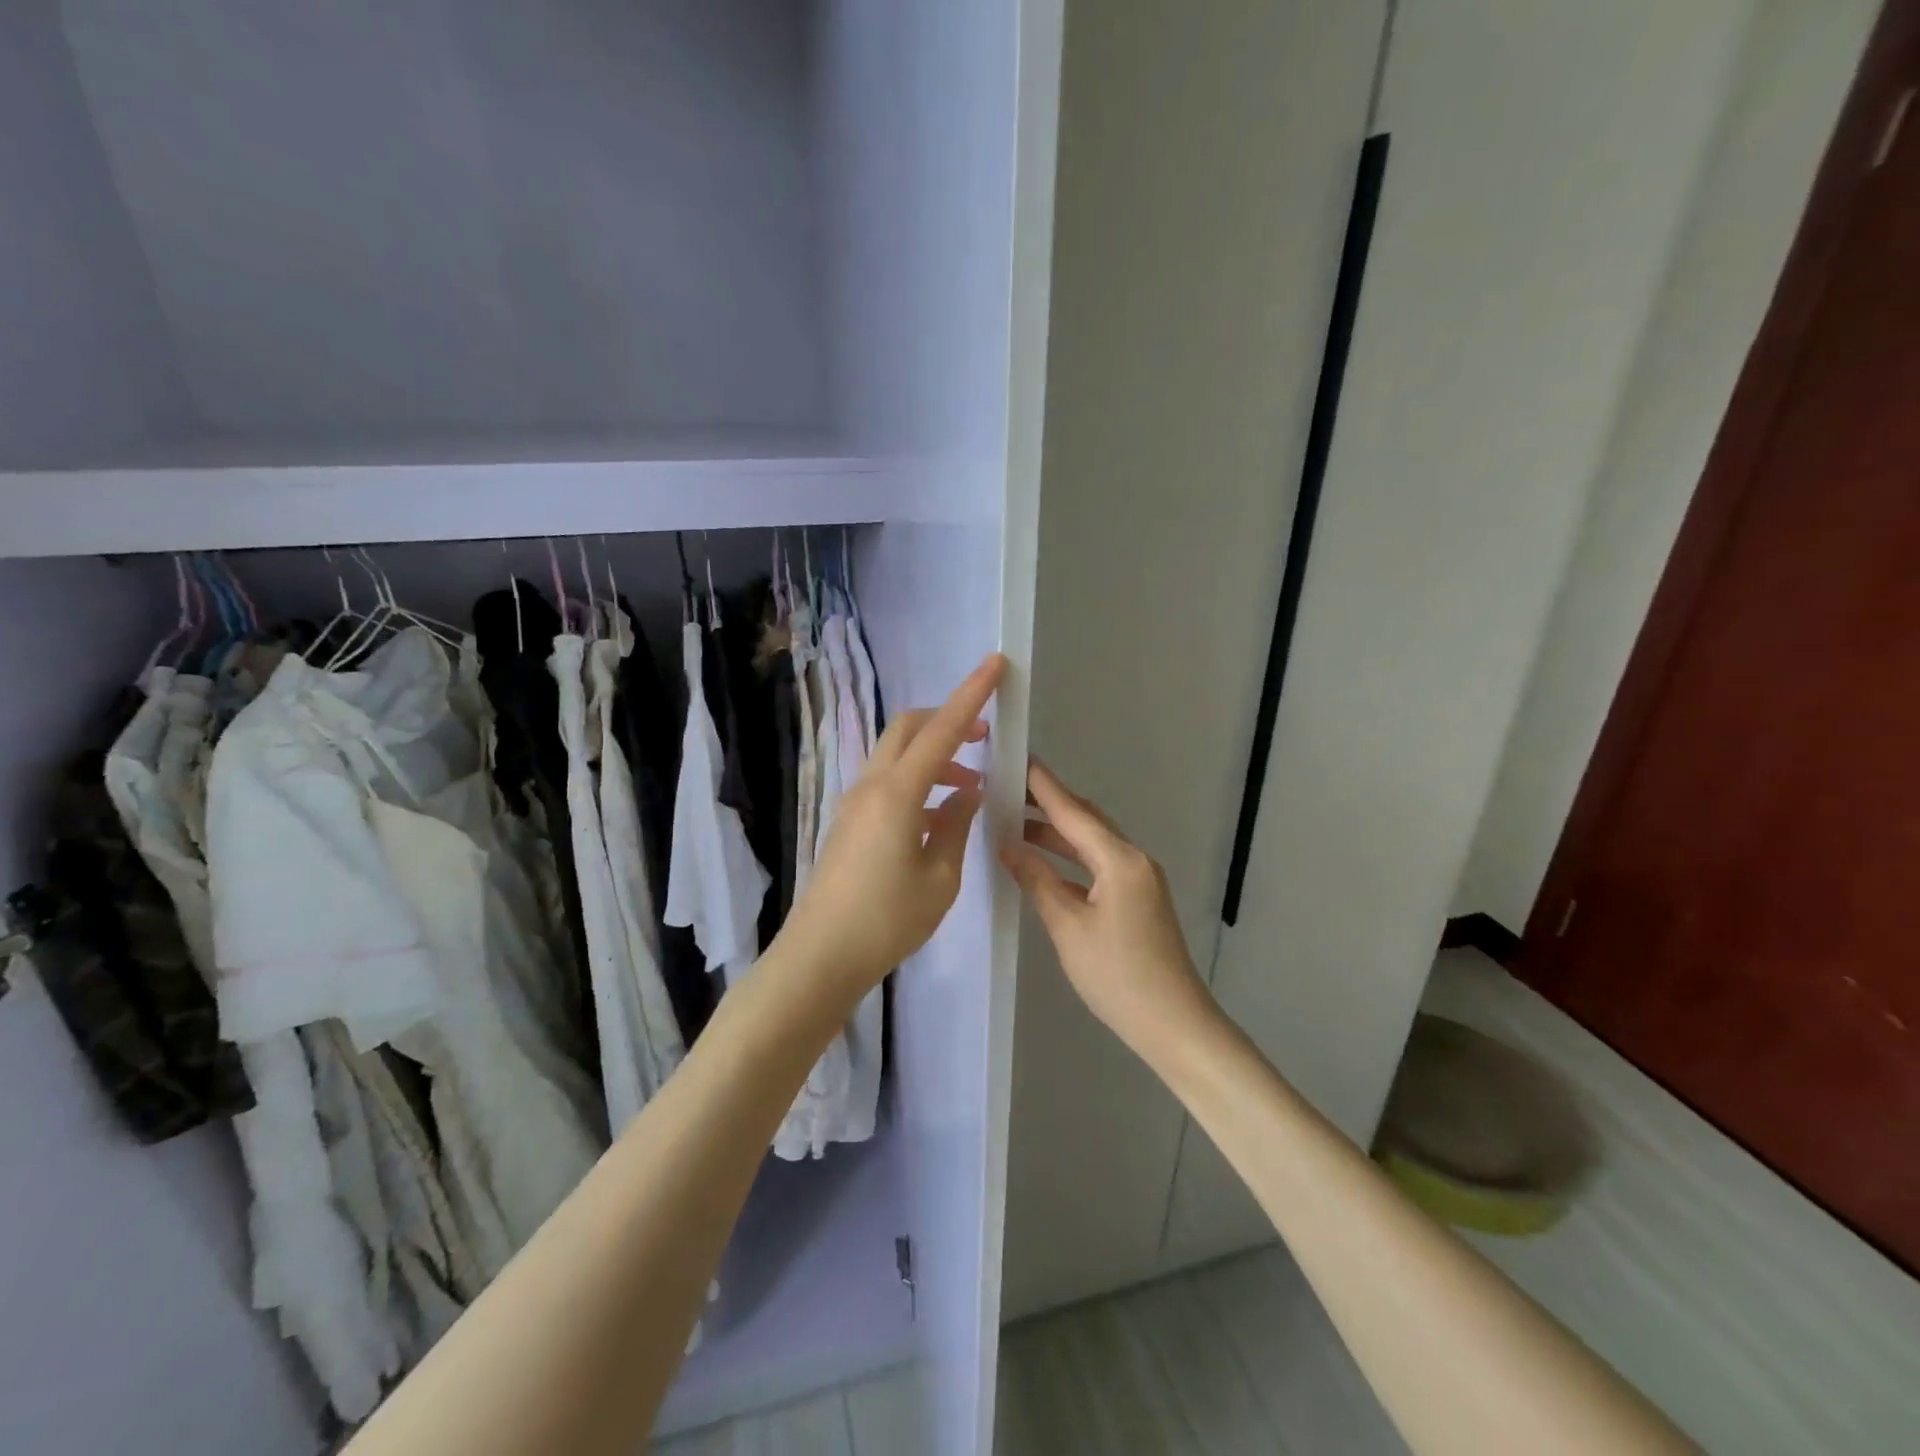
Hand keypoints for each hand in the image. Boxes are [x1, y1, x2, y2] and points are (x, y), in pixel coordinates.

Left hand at [778, 654, 1006, 1002]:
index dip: (972, 695)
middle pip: (909, 727)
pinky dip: (918, 778)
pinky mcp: (849, 819)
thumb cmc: (887, 920)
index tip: (996, 664)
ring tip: (970, 786)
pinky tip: (939, 813)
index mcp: (898, 793)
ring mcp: (855, 801)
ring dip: (935, 754)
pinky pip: (888, 779)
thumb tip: (965, 794)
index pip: (942, 730)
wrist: (821, 954)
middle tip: (984, 737)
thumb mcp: (940, 878)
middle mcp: (872, 785)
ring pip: (897, 753)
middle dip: (949, 719)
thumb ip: (956, 826)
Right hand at [1001, 758, 1214, 1062]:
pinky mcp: (1137, 898)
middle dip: (1047, 804)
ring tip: (1013, 823)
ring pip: (1091, 843)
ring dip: (1056, 833)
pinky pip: (1098, 864)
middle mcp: (1133, 859)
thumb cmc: (1118, 976)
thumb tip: (1008, 845)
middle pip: (1085, 820)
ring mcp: (1138, 879)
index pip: (1072, 811)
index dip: (1042, 785)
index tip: (1015, 759)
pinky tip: (1042, 863)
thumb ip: (1037, 880)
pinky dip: (1069, 859)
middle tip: (1006, 790)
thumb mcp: (1068, 927)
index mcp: (1119, 859)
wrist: (1174, 1024)